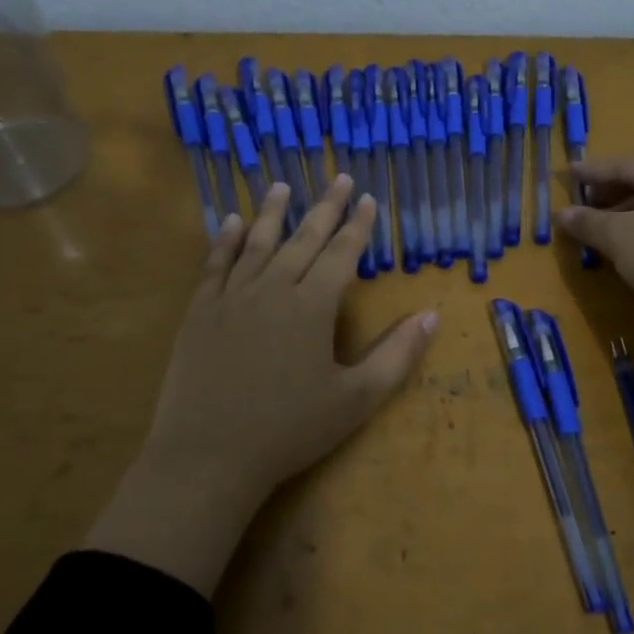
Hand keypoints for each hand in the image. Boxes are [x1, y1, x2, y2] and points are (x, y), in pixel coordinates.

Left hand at [85, 175, 436, 593]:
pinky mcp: (201, 312)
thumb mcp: (356, 399)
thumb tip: (432, 316)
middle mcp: (273, 289)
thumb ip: (397, 355)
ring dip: (273, 213)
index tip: (368, 199)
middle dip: (324, 208)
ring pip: (258, 243)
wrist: (209, 455)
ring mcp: (232, 298)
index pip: (341, 254)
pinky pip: (215, 265)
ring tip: (283, 186)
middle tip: (338, 179)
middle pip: (303, 239)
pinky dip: (225, 240)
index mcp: (313, 306)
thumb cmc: (290, 430)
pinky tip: (231, 222)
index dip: (358, 226)